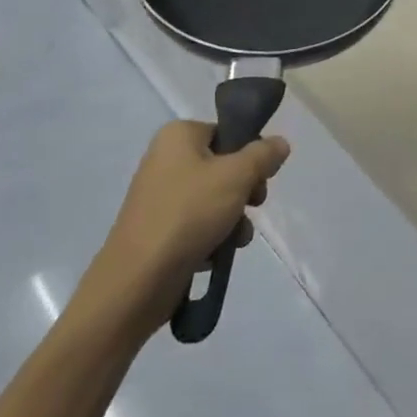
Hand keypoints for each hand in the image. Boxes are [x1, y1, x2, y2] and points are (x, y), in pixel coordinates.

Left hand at [74, 120, 289, 343]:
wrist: (136, 282)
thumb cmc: (188, 215)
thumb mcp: (237, 176)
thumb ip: (263, 155)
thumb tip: (279, 143)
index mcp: (178, 136)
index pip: (229, 133)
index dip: (251, 155)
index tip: (261, 178)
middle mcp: (166, 159)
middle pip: (225, 166)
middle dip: (245, 191)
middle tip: (252, 206)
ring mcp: (160, 196)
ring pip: (216, 198)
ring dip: (234, 219)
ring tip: (234, 239)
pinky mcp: (159, 228)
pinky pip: (198, 223)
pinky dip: (212, 236)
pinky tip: (215, 255)